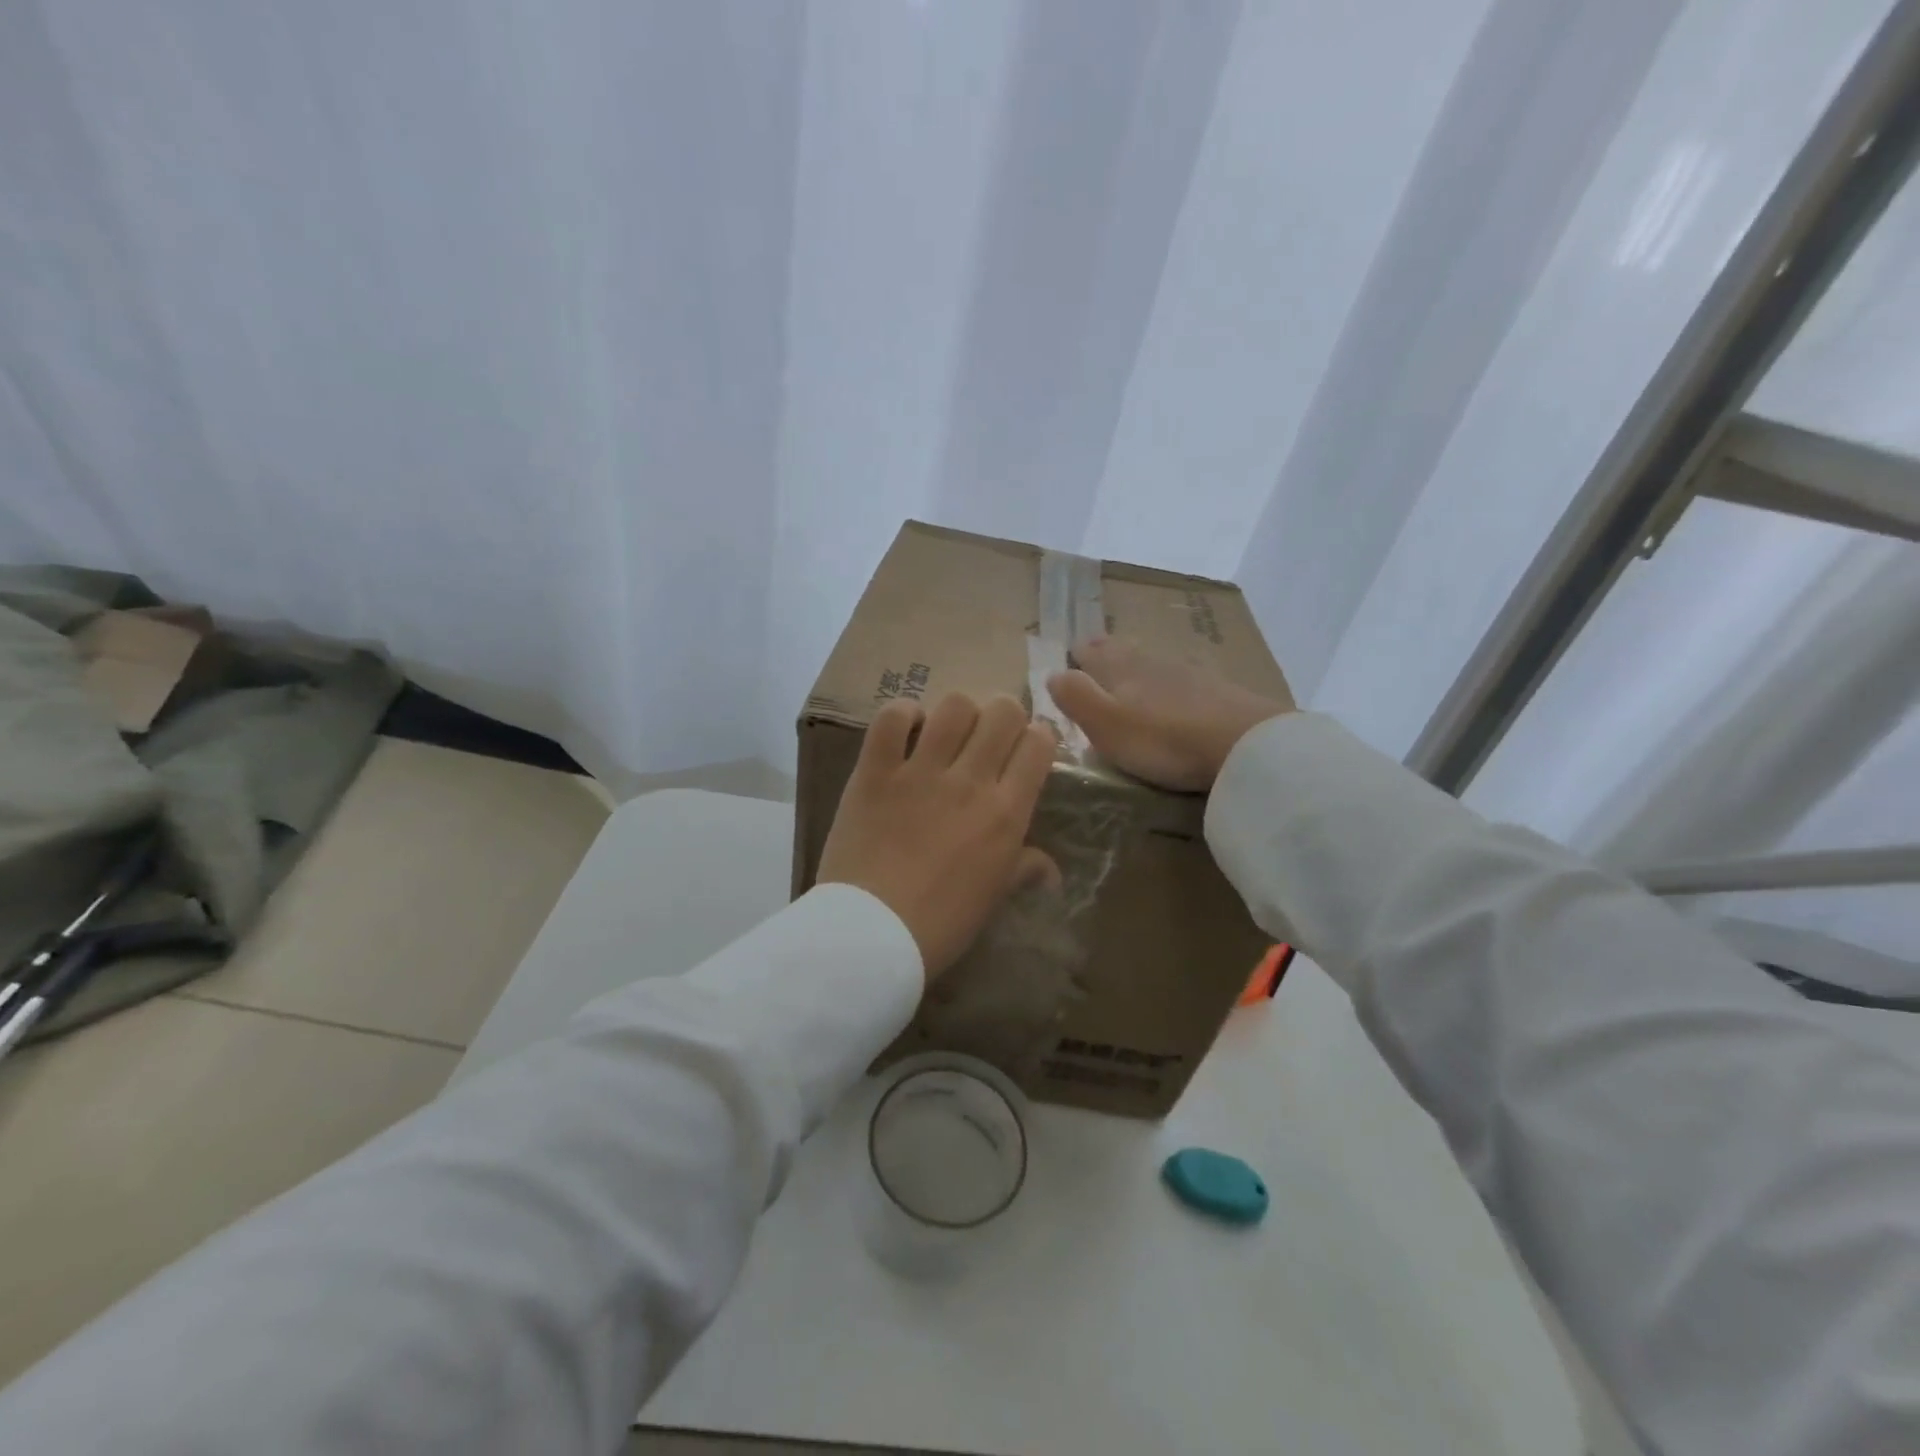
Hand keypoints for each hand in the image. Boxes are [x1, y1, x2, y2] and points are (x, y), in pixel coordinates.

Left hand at [818, 693, 1059, 981]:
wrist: (872, 933)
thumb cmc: (941, 924)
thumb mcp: (993, 898)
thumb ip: (1023, 870)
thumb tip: (1049, 869)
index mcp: (1006, 812)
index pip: (1039, 744)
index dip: (1038, 736)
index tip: (1027, 746)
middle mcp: (970, 781)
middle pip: (1002, 712)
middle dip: (1004, 714)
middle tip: (989, 736)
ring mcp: (920, 772)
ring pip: (954, 706)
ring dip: (958, 712)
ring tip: (948, 732)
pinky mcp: (875, 771)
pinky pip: (891, 719)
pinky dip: (902, 714)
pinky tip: (906, 728)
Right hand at [1047, 637, 1290, 792]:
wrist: (1245, 744)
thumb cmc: (1162, 738)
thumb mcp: (1105, 724)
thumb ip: (1075, 697)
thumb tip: (1053, 673)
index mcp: (1119, 667)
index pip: (1089, 651)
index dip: (1076, 656)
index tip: (1068, 662)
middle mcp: (1151, 661)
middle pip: (1122, 650)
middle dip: (1105, 655)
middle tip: (1094, 661)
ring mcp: (1188, 672)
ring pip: (1152, 662)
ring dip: (1137, 667)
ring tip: (1129, 678)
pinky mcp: (1218, 690)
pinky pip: (1181, 679)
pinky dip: (1169, 683)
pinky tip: (1175, 694)